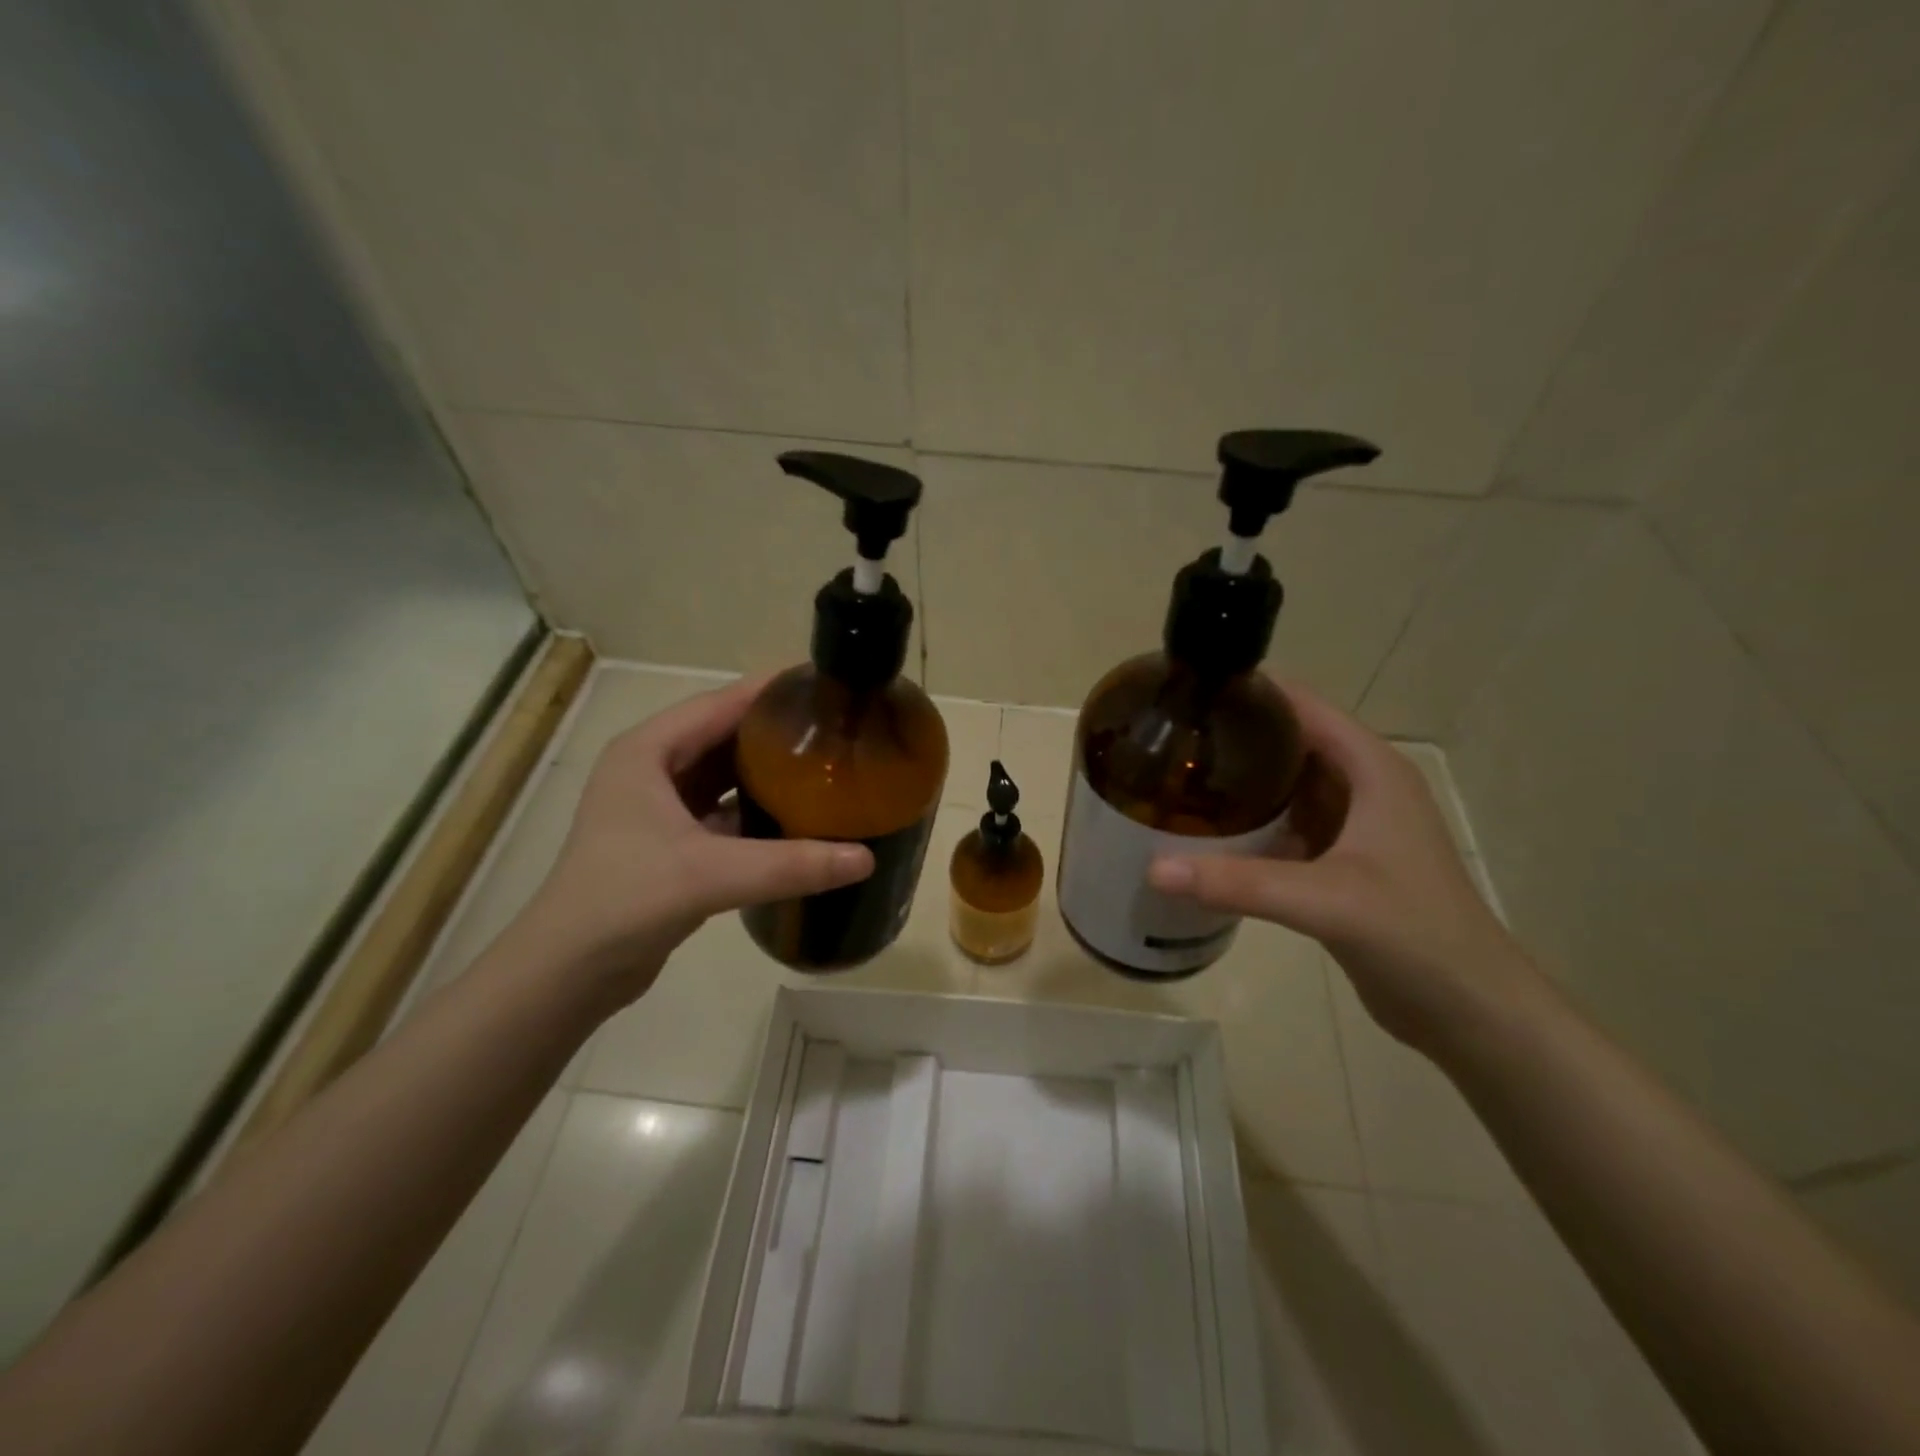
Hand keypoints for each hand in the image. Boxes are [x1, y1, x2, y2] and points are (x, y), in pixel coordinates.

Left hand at [520, 675, 872, 1003]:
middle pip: (724, 736)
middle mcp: (651, 770)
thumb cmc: (625, 900)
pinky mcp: (669, 844)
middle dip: (775, 733)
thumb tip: (866, 859)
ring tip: (825, 768)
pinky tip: (797, 819)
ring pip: (723, 776)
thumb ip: (790, 864)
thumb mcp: (711, 874)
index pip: (719, 704)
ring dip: (766, 773)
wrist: (567, 972)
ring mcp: (658, 808)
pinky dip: (756, 812)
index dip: (770, 692)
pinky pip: (722, 812)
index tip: (824, 685)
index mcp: (647, 752)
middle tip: (836, 730)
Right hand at [1148, 683, 1528, 1051]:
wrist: (1470, 1010)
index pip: (1302, 707)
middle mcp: (1361, 785)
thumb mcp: (1325, 900)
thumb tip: (1152, 869)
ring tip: (1174, 778)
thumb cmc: (1415, 935)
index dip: (1249, 693)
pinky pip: (1284, 826)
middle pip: (1287, 742)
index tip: (1185, 693)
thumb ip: (1239, 883)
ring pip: (1284, 786)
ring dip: (1239, 782)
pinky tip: (1205, 833)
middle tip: (1165, 740)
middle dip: (1232, 738)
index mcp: (1371, 769)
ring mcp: (1352, 824)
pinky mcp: (1339, 861)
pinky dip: (1249, 824)